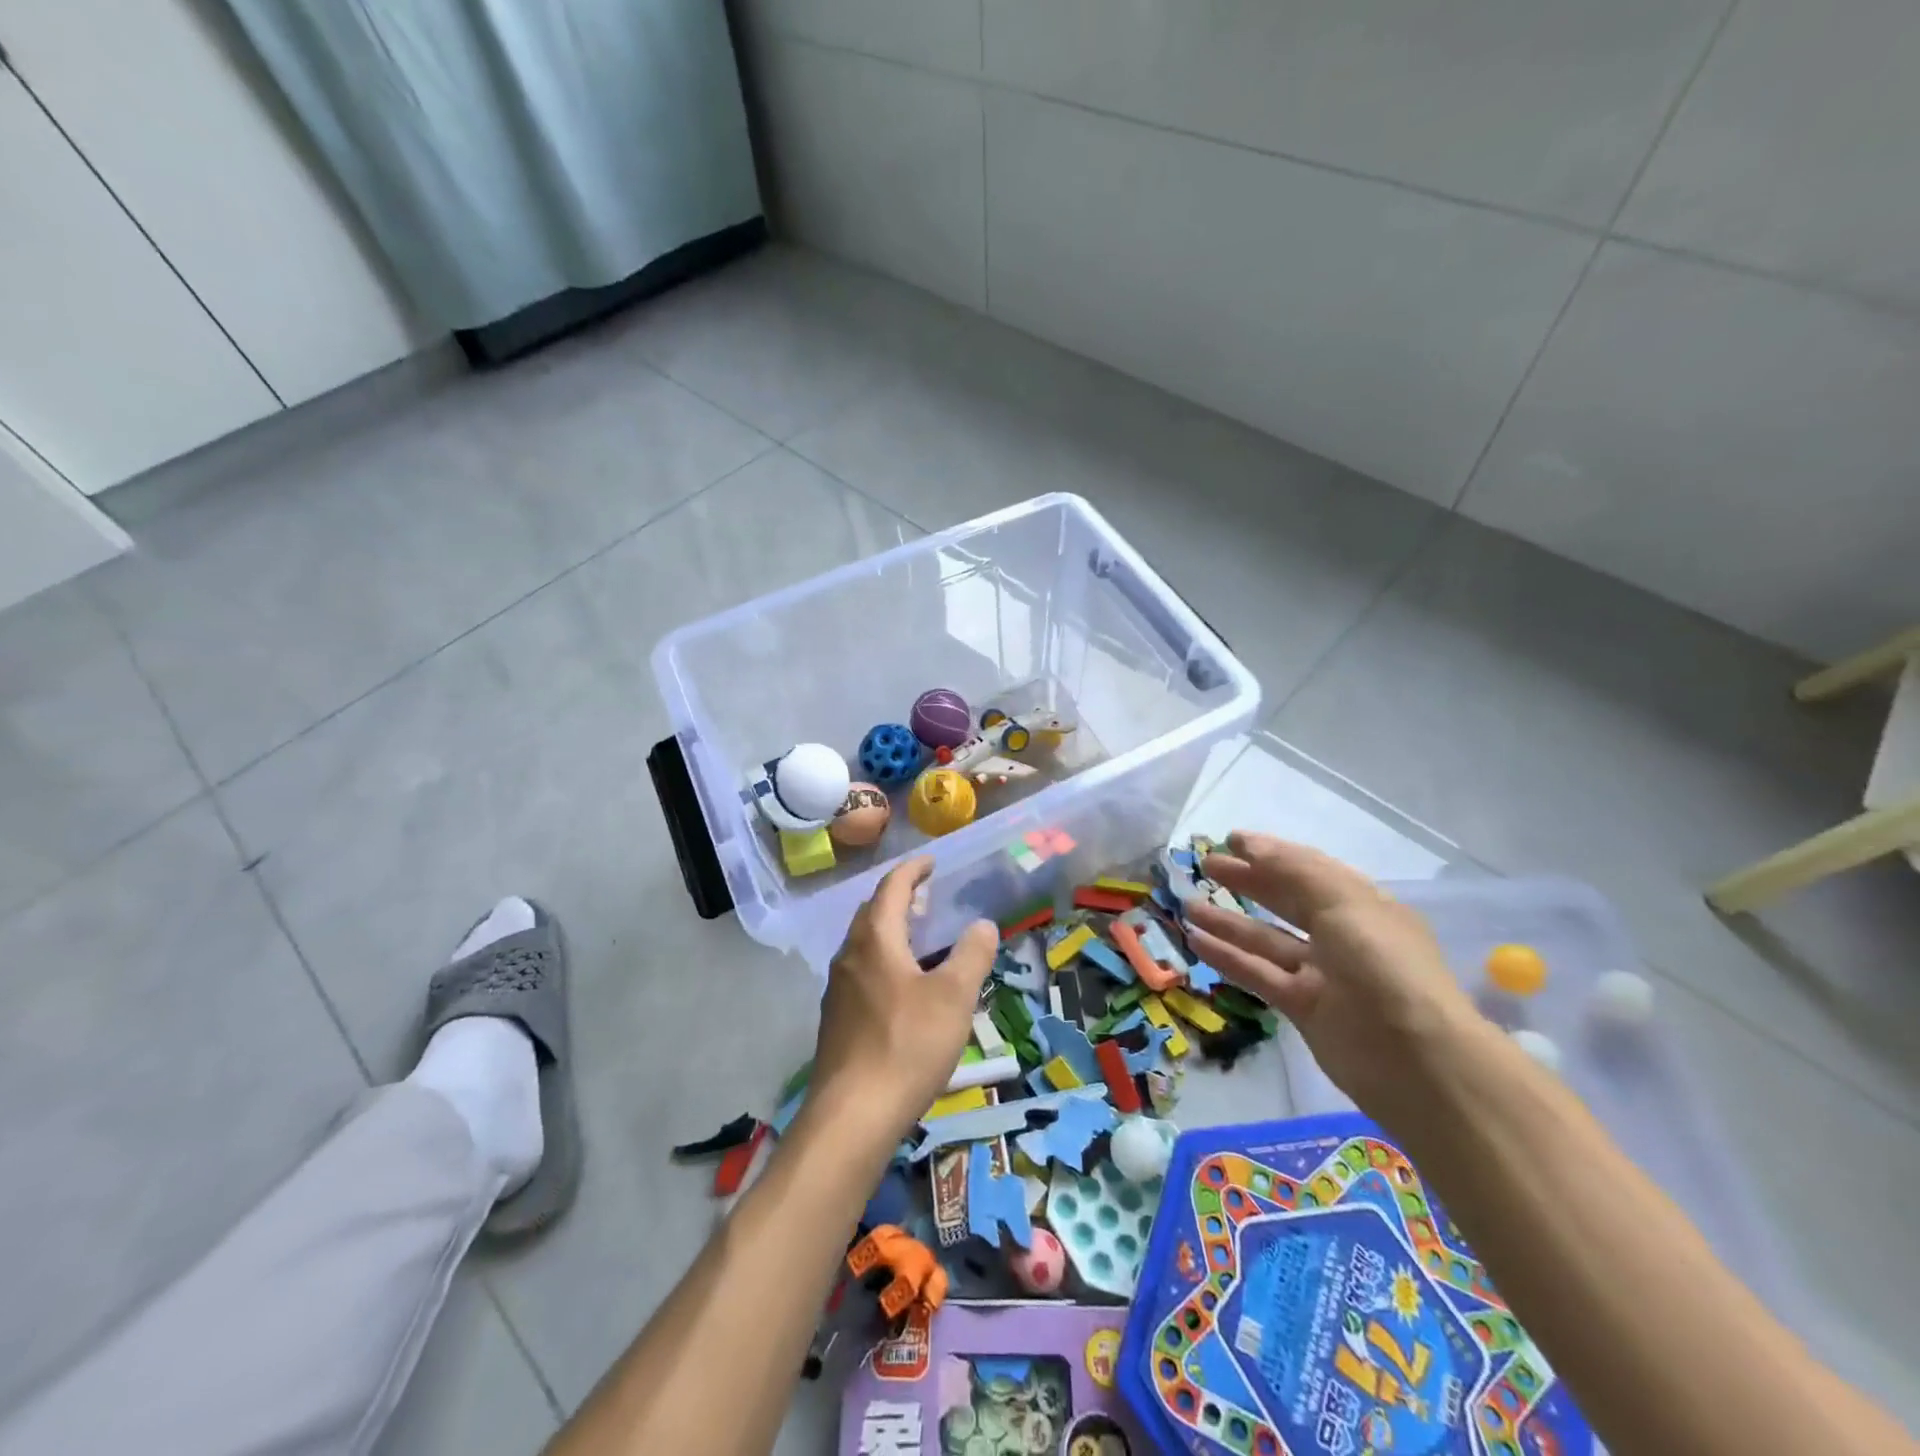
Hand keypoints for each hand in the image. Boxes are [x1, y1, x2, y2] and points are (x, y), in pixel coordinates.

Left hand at [808, 858, 997, 1145]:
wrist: (852, 1114)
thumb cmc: (907, 1044)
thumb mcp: (954, 997)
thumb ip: (972, 954)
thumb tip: (982, 924)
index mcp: (876, 939)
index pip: (891, 887)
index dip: (912, 870)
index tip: (930, 862)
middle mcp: (850, 955)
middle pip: (872, 912)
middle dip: (899, 898)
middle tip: (927, 897)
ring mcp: (838, 988)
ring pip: (864, 943)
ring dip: (890, 930)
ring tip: (919, 938)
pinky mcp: (836, 1018)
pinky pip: (861, 971)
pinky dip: (883, 959)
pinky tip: (902, 986)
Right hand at [1182, 833, 1481, 1122]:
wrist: (1416, 1061)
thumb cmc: (1383, 967)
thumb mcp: (1344, 903)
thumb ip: (1294, 869)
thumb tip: (1249, 843)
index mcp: (1363, 905)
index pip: (1309, 869)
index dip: (1270, 853)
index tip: (1229, 841)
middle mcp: (1343, 936)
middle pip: (1286, 900)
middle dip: (1247, 881)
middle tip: (1205, 867)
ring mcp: (1323, 974)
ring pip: (1267, 939)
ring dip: (1229, 921)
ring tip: (1188, 905)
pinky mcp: (1303, 1008)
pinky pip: (1259, 974)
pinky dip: (1228, 957)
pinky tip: (1196, 942)